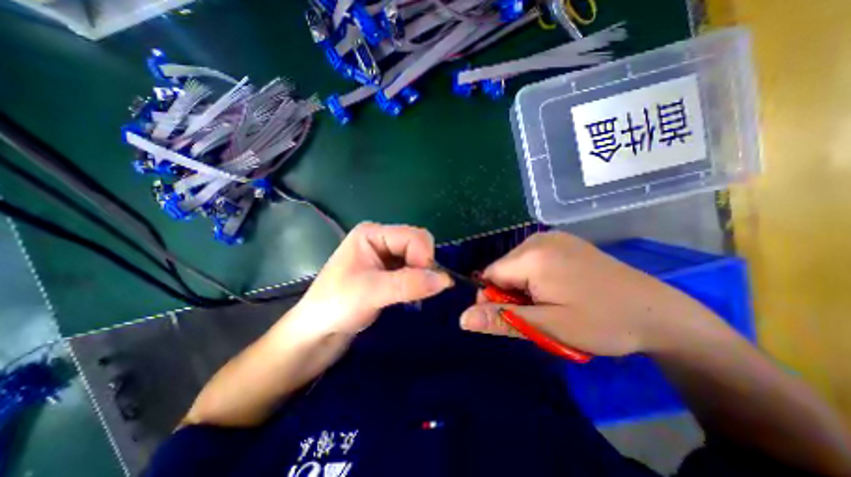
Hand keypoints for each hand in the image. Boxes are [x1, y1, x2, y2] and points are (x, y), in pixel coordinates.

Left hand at [287, 221, 451, 336]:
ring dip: (422, 276)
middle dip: (424, 266)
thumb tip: (446, 280)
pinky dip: (419, 282)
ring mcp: (385, 256)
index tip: (428, 283)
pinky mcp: (388, 272)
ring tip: (414, 296)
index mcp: (372, 233)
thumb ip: (409, 284)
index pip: (413, 236)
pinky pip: (414, 271)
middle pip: (418, 245)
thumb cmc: (335, 306)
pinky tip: (412, 296)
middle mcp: (381, 240)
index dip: (425, 257)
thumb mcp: (371, 292)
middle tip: (419, 290)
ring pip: (418, 259)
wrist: (317, 334)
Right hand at [459, 233, 711, 355]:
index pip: (489, 275)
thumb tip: (462, 319)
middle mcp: (539, 239)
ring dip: (524, 287)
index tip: (515, 317)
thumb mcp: (548, 327)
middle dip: (512, 293)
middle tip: (540, 314)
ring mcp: (553, 237)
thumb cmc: (602, 322)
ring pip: (517, 265)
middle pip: (504, 269)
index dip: (494, 298)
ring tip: (552, 303)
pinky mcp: (564, 242)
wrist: (658, 313)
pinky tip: (560, 289)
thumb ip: (502, 319)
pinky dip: (536, 277)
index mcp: (532, 256)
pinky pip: (533, 259)